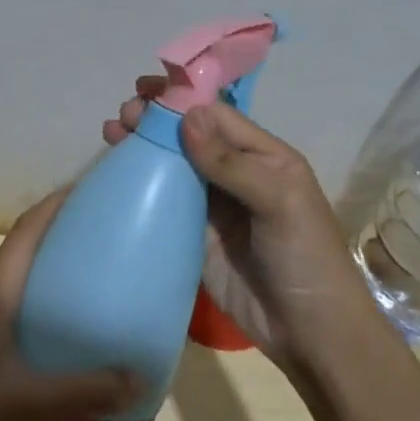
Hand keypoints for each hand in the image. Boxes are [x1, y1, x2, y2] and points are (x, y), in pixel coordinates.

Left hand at [0, 190, 137, 420]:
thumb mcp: (29, 405)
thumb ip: (84, 391)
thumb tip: (137, 378)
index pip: (25, 233)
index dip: (54, 206)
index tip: (83, 189)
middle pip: (18, 257)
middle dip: (54, 248)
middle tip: (96, 252)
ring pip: (4, 287)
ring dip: (35, 284)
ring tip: (74, 299)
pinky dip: (18, 309)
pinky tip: (35, 340)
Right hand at [103, 79, 384, 382]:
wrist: (307, 331)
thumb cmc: (305, 257)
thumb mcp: (280, 202)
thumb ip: (233, 162)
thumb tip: (187, 116)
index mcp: (265, 158)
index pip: (218, 117)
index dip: (181, 101)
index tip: (144, 90)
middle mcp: (236, 176)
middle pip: (190, 138)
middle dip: (156, 121)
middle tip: (122, 115)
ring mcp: (212, 208)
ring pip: (172, 167)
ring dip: (144, 148)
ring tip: (112, 133)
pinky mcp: (192, 237)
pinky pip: (164, 204)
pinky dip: (140, 186)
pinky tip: (118, 174)